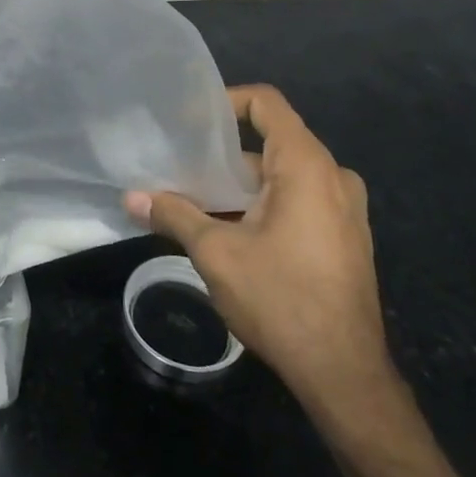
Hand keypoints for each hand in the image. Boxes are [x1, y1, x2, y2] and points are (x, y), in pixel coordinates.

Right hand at [125, 85, 392, 423]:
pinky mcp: (344, 238)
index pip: (267, 103)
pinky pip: (298, 201)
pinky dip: (262, 204)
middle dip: (222, 153)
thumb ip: (174, 215)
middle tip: (179, 165)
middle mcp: (333, 178)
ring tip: (194, 199)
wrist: (344, 374)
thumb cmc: (281, 299)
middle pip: (271, 142)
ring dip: (239, 184)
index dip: (225, 101)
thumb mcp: (216, 252)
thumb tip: (131, 197)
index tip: (187, 121)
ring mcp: (343, 210)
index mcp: (307, 167)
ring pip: (282, 176)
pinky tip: (228, 231)